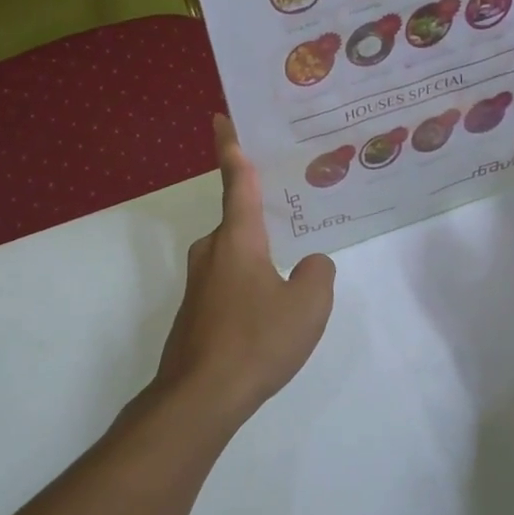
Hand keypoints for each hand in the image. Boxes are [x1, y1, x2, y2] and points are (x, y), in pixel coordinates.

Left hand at [150, 116, 335, 429]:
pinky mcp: (195, 313)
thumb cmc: (256, 340)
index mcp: (237, 239)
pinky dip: (249, 288)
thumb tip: (311, 264)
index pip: (236, 180)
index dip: (231, 147)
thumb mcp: (308, 304)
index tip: (220, 117)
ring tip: (290, 276)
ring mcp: (199, 284)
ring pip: (235, 258)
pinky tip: (268, 315)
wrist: (201, 397)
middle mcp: (212, 252)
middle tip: (293, 215)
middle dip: (262, 219)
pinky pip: (229, 285)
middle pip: (239, 223)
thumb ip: (318, 274)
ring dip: (259, 260)